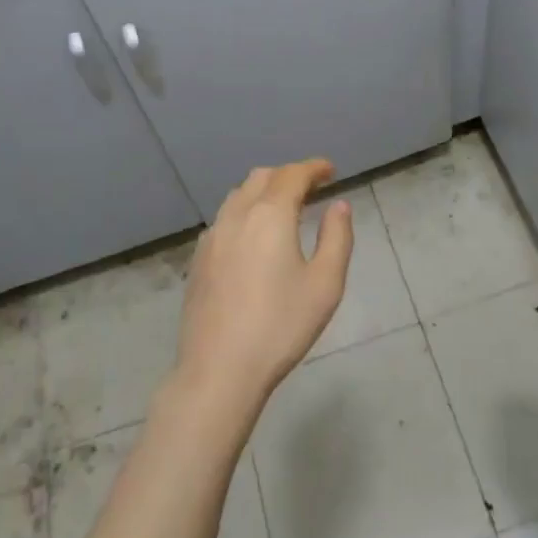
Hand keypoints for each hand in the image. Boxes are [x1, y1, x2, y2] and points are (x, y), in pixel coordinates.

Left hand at [170, 160, 354, 418]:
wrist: (219, 370)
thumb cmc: (280, 326)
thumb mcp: (325, 284)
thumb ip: (337, 238)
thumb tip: (338, 206)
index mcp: (270, 215)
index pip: (292, 175)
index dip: (313, 168)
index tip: (330, 171)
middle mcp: (237, 216)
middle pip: (262, 178)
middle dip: (288, 175)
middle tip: (311, 188)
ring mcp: (212, 237)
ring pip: (239, 196)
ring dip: (264, 191)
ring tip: (284, 208)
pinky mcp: (199, 260)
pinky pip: (225, 219)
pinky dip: (245, 212)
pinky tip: (254, 237)